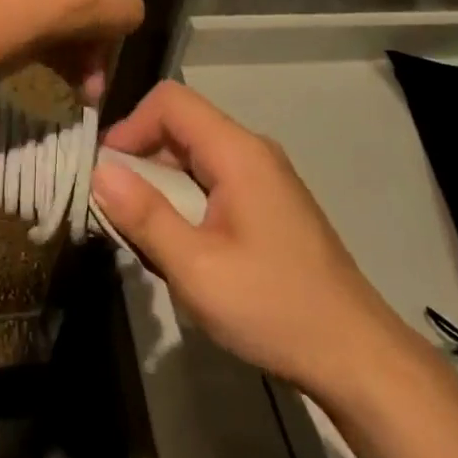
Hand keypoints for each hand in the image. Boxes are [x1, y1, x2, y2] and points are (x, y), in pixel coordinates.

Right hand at [92, 82, 425, 395]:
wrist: (357, 356)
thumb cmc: (274, 309)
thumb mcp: (197, 269)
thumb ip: (145, 215)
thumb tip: (99, 170)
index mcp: (237, 152)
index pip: (170, 101)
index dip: (130, 126)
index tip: (107, 173)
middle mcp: (252, 150)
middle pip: (182, 124)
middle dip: (141, 157)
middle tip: (117, 208)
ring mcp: (265, 176)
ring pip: (196, 153)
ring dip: (161, 182)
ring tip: (145, 232)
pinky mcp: (270, 202)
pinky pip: (214, 177)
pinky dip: (185, 197)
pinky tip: (182, 244)